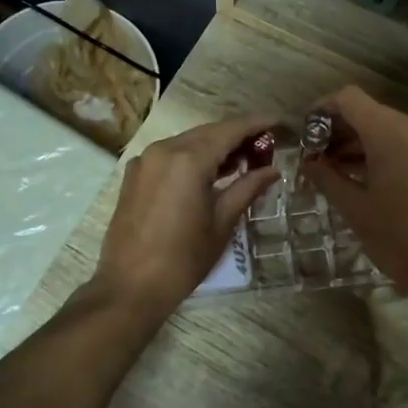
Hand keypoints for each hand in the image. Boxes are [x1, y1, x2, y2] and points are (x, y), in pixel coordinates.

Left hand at [92, 115, 280, 317]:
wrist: (130, 286)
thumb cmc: (183, 258)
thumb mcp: (222, 223)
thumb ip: (247, 188)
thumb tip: (272, 170)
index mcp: (188, 159)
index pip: (230, 129)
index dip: (256, 123)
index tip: (278, 122)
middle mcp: (164, 149)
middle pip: (208, 132)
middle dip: (236, 135)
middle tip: (264, 146)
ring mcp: (145, 161)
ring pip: (188, 142)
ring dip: (214, 146)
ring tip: (241, 161)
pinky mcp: (134, 175)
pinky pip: (170, 155)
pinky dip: (192, 157)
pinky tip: (208, 174)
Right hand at [299, 86, 407, 303]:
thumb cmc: (397, 239)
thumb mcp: (354, 208)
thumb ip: (326, 177)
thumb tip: (308, 161)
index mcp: (390, 134)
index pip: (349, 99)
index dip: (322, 110)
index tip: (306, 135)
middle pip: (370, 111)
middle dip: (340, 129)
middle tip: (317, 157)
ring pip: (389, 127)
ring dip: (361, 141)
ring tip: (337, 170)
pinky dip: (385, 151)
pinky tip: (369, 176)